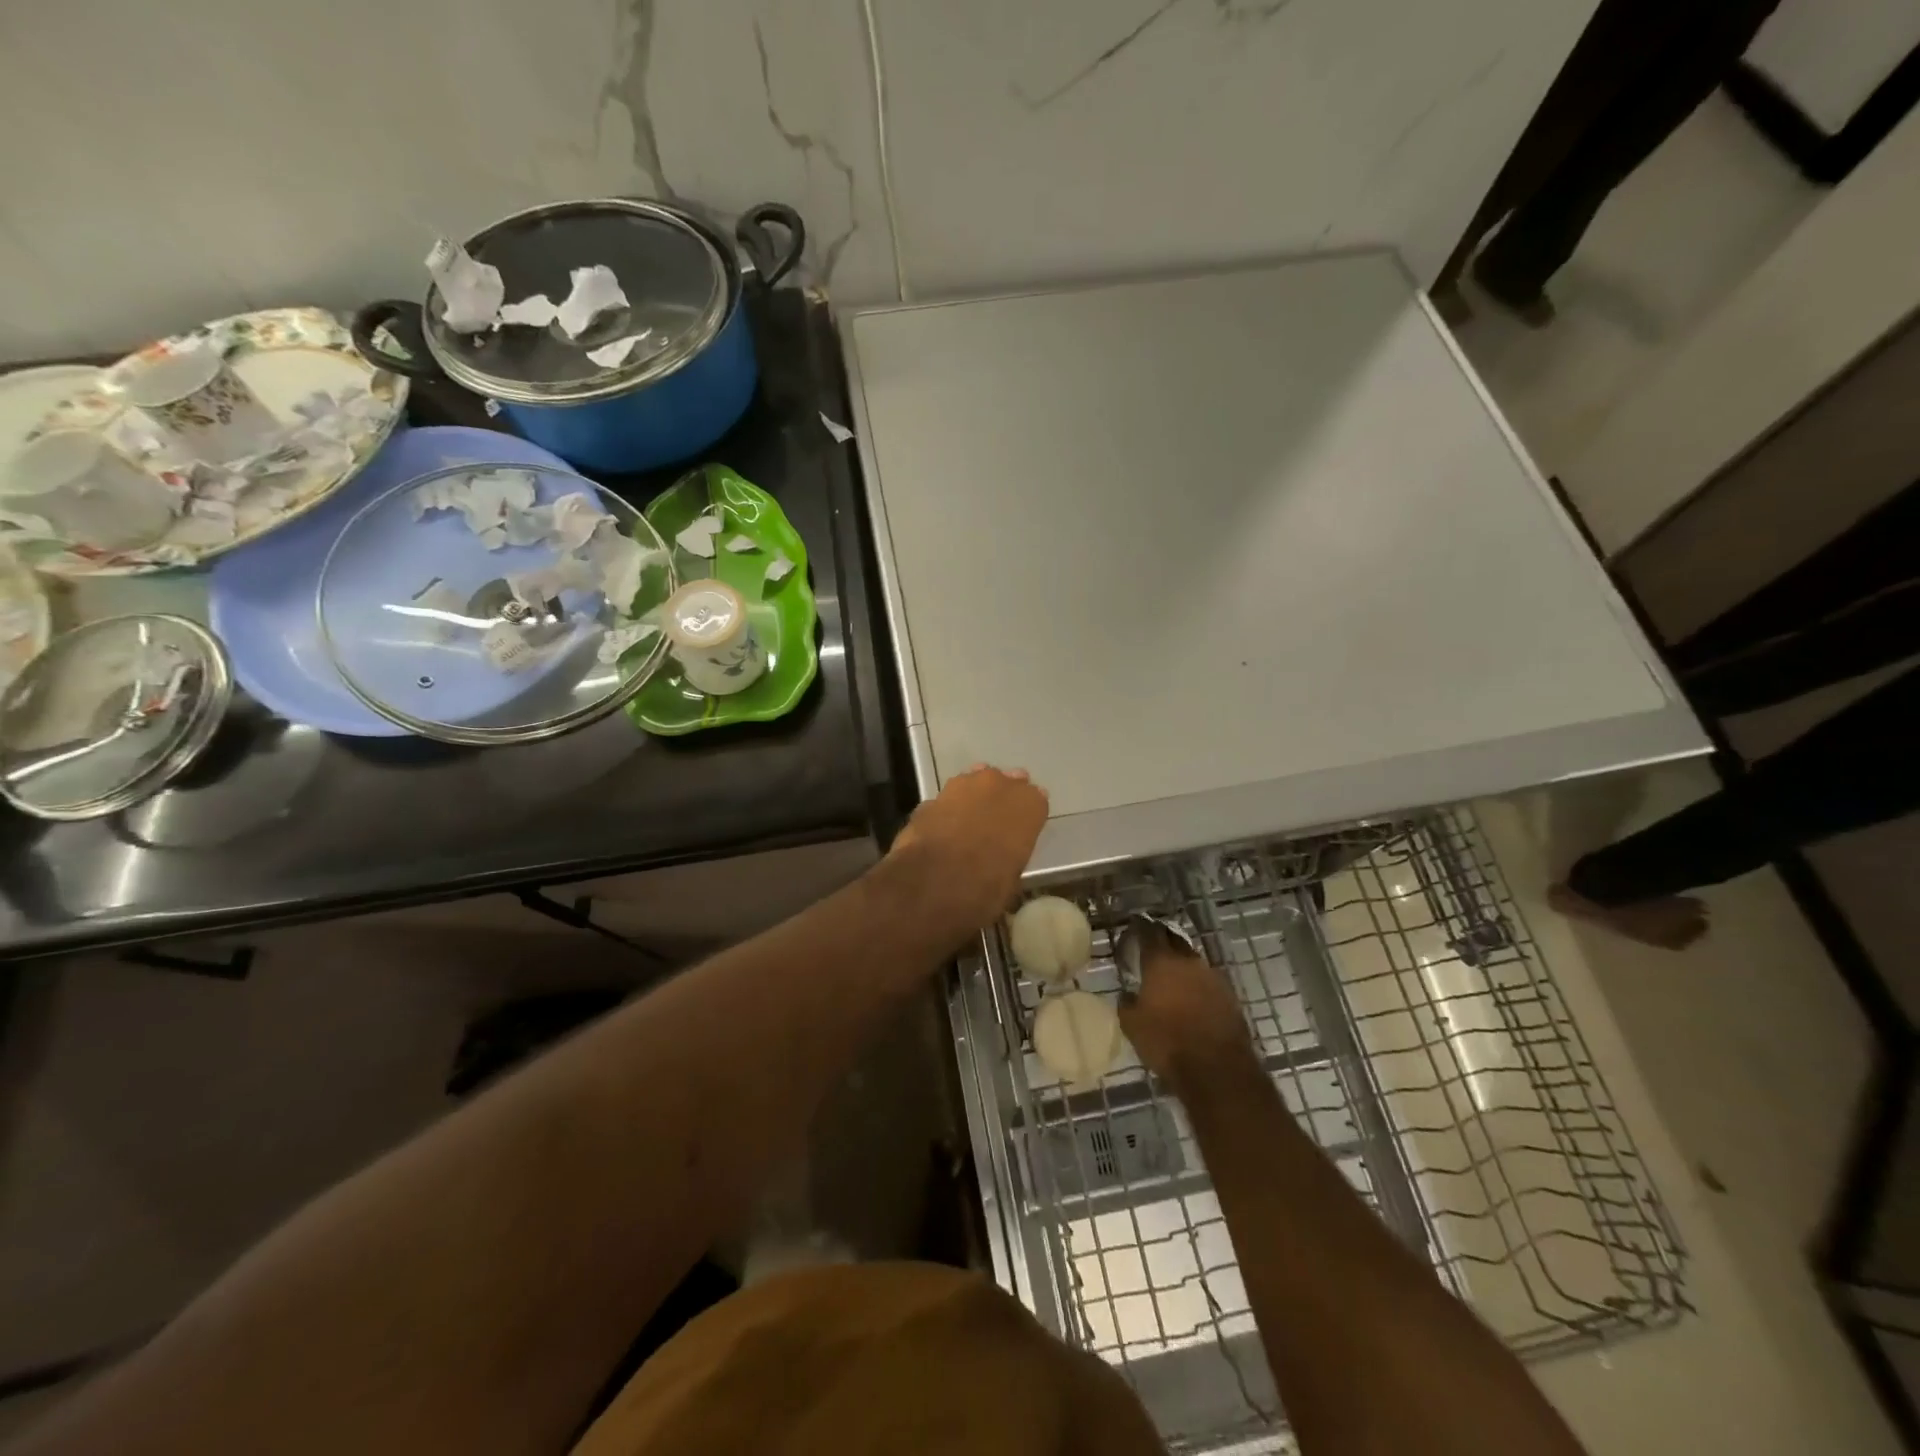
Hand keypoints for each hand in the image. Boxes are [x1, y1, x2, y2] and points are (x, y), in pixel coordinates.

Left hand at [888, 765, 1048, 936]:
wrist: (935, 881)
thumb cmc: (987, 887)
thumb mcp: (1013, 876)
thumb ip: (1012, 852)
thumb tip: (1002, 855)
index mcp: (1029, 805)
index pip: (1035, 798)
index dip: (1026, 813)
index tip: (1021, 824)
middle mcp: (999, 785)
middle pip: (1004, 782)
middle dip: (1001, 797)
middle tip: (995, 818)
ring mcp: (963, 785)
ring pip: (974, 781)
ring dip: (973, 796)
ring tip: (968, 818)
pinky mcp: (933, 795)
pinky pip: (947, 799)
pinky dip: (947, 810)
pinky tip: (943, 827)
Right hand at [1118, 920, 1256, 1092]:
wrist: (1216, 1068)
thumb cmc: (1166, 1042)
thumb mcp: (1132, 1025)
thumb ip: (1126, 1003)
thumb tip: (1127, 994)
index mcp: (1161, 962)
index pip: (1149, 932)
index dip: (1140, 927)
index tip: (1134, 926)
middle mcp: (1188, 962)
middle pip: (1174, 940)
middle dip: (1163, 939)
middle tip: (1152, 945)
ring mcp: (1213, 977)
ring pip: (1193, 961)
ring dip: (1182, 963)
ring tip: (1172, 974)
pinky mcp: (1230, 996)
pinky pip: (1208, 981)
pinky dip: (1198, 984)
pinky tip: (1193, 996)